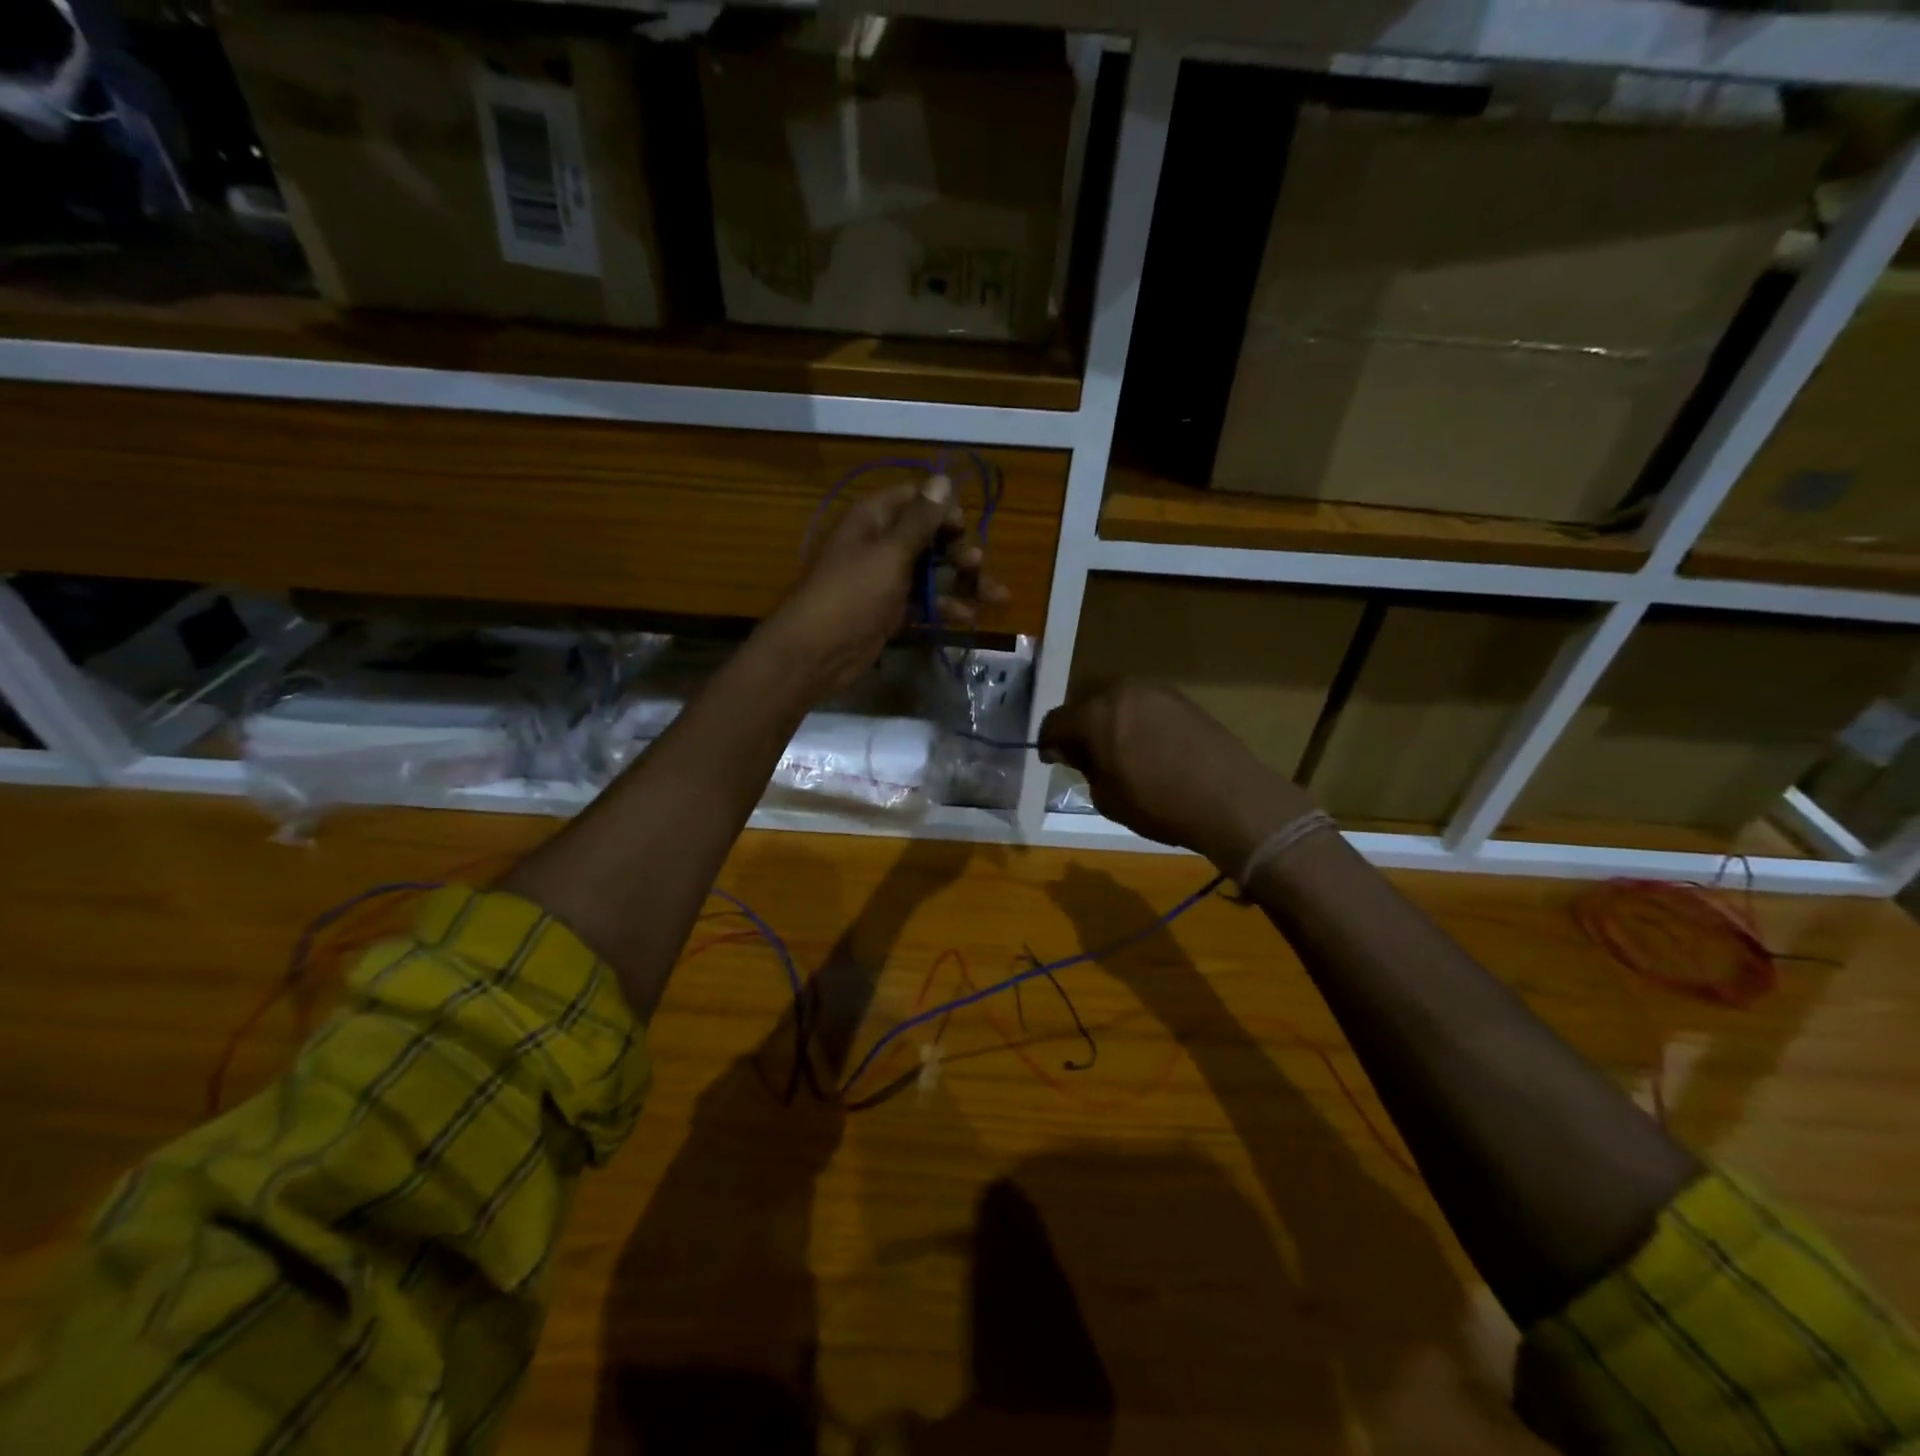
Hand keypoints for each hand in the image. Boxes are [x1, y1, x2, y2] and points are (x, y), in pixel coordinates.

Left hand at [766, 475, 1008, 698]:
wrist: (816, 652)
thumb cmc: (852, 594)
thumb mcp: (890, 552)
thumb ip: (920, 519)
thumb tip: (943, 478)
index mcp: (873, 519)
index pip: (914, 499)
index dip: (943, 509)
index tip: (965, 526)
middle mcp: (879, 544)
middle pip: (929, 538)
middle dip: (959, 551)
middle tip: (978, 565)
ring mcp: (884, 580)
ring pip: (932, 573)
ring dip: (962, 583)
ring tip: (996, 597)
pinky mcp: (890, 611)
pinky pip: (924, 602)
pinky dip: (945, 607)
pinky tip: (969, 617)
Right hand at [1038, 681, 1314, 869]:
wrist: (1229, 798)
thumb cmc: (1158, 804)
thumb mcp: (1107, 797)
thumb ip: (1084, 768)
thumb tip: (1076, 753)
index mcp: (1095, 714)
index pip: (1056, 721)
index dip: (1048, 742)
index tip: (1052, 760)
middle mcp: (1121, 692)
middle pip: (1085, 702)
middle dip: (1078, 726)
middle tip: (1082, 754)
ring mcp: (1155, 691)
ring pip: (1116, 700)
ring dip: (1108, 720)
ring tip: (1116, 750)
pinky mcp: (1182, 699)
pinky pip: (1144, 705)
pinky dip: (1135, 720)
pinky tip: (1145, 746)